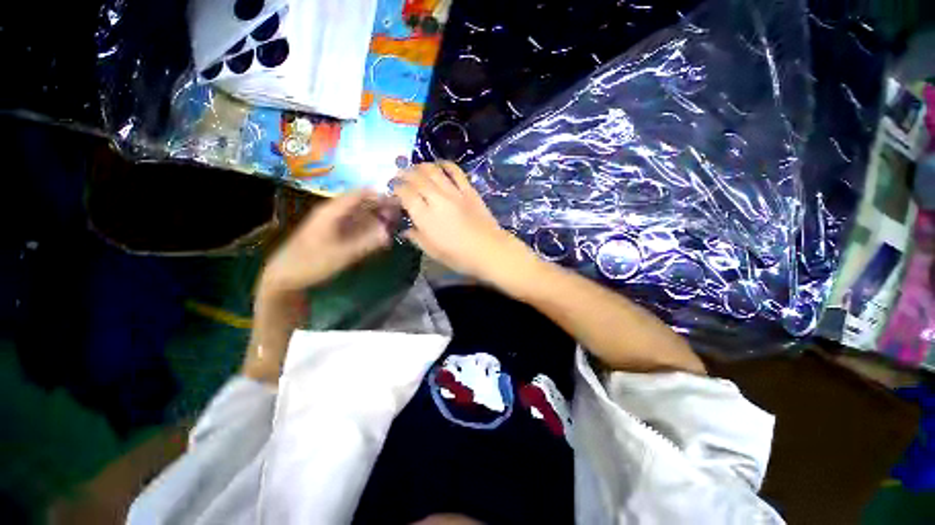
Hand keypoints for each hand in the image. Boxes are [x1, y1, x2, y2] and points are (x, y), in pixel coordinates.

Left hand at [260, 190, 394, 295]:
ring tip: (394, 223)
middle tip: (399, 215)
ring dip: (377, 216)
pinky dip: (369, 226)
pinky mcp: (335, 232)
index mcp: (332, 211)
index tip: (399, 202)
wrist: (285, 275)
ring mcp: (334, 221)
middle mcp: (334, 212)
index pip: (360, 194)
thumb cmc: (311, 263)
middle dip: (381, 206)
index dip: (380, 195)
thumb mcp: (342, 254)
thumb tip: (389, 234)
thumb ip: (367, 243)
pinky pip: (356, 224)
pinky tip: (379, 234)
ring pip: (360, 213)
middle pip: (362, 202)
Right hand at [393, 162, 532, 282]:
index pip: (405, 193)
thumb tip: (406, 230)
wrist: (490, 250)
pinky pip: (455, 171)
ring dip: (421, 166)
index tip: (392, 188)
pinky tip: (439, 165)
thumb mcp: (433, 252)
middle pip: (416, 178)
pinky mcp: (469, 190)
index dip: (395, 188)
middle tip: (399, 174)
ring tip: (415, 168)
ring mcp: (454, 192)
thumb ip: (417, 238)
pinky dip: (445, 164)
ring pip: (433, 170)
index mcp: (425, 216)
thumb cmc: (460, 257)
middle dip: (404, 173)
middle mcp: (437, 199)